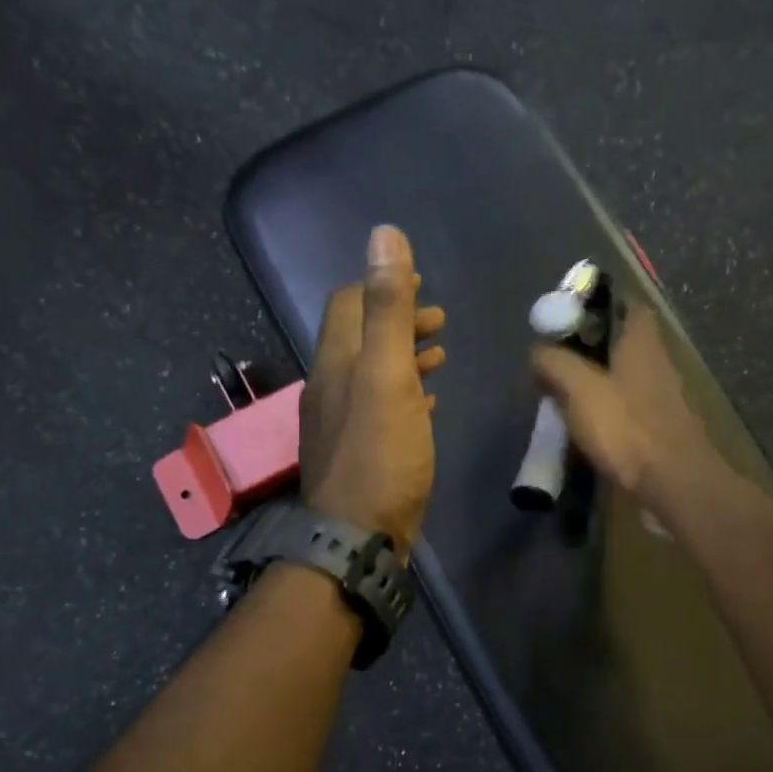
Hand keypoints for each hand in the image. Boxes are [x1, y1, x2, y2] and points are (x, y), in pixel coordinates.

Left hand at [301, 226, 446, 549]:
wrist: (357, 536)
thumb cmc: (379, 453)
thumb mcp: (387, 375)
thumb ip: (388, 308)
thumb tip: (383, 235)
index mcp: (336, 361)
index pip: (348, 303)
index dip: (381, 286)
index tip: (419, 284)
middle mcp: (332, 385)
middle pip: (361, 338)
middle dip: (398, 320)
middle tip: (438, 319)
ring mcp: (343, 421)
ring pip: (373, 374)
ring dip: (404, 356)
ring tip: (440, 354)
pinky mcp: (359, 452)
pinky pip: (381, 409)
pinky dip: (405, 393)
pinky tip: (428, 403)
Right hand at [530, 302, 722, 509]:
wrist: (674, 483)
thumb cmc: (627, 427)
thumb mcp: (579, 388)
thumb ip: (554, 362)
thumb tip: (537, 351)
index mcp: (642, 341)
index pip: (627, 304)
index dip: (598, 304)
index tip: (567, 316)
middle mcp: (658, 361)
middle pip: (622, 342)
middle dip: (589, 347)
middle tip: (555, 359)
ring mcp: (663, 396)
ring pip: (624, 376)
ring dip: (596, 381)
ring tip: (561, 395)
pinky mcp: (661, 427)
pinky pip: (628, 408)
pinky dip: (607, 411)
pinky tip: (585, 426)